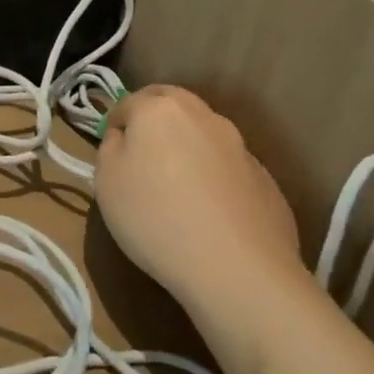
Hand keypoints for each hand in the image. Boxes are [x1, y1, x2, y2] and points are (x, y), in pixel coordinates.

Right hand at [94, 86, 304, 315]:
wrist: (238, 270)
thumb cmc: (156, 218)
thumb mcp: (107, 181)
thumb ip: (111, 147)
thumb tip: (125, 138)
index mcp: (160, 109)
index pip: (128, 102)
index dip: (115, 125)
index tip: (111, 153)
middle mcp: (203, 117)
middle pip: (172, 106)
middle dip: (154, 122)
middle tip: (142, 158)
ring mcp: (241, 147)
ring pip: (203, 135)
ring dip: (188, 149)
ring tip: (179, 190)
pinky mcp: (266, 180)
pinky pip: (229, 168)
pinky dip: (215, 178)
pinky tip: (209, 214)